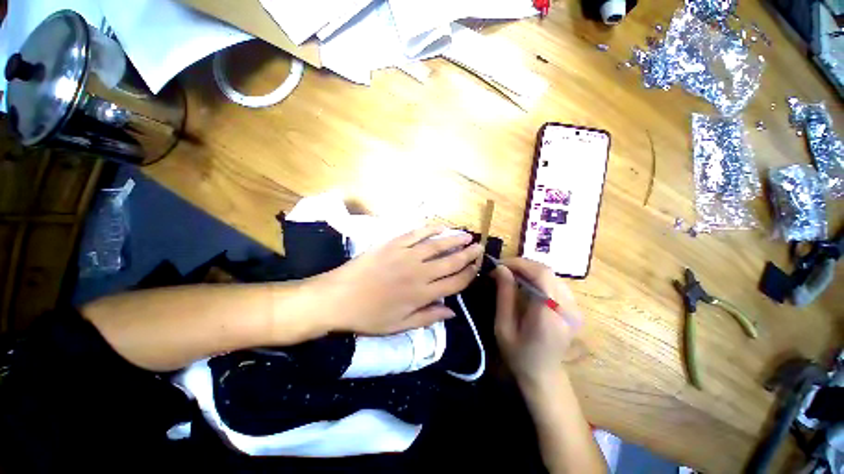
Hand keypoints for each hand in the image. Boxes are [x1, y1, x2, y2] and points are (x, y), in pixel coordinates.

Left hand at [315, 225, 482, 334]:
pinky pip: (416, 233)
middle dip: (468, 254)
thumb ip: (428, 317)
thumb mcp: (400, 326)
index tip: (478, 267)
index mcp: (423, 294)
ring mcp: (407, 255)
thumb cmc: (369, 316)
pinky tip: (440, 227)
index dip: (470, 274)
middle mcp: (420, 272)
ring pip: (437, 245)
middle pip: (451, 261)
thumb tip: (452, 312)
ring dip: (454, 239)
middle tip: (479, 246)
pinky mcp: (394, 244)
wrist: (338, 297)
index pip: (455, 282)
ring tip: (467, 235)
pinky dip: (430, 229)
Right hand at [493, 258, 583, 386]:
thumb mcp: (503, 326)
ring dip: (530, 271)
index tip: (500, 264)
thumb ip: (504, 295)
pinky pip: (555, 283)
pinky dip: (538, 278)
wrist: (543, 375)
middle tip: (503, 269)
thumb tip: (500, 268)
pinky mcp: (574, 309)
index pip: (541, 274)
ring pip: (552, 275)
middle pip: (547, 272)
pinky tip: (525, 284)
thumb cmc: (518, 354)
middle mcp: (568, 308)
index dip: (520, 264)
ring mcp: (575, 308)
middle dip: (523, 265)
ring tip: (511, 275)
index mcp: (549, 315)